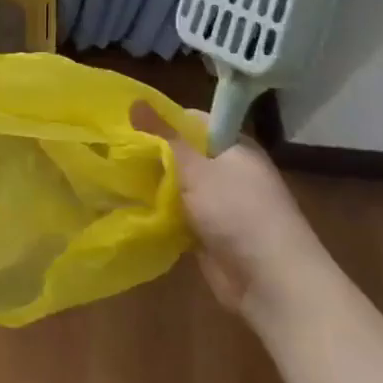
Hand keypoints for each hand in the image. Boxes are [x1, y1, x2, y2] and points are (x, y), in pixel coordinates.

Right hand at [130, 102, 326, 317]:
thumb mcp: (197, 167)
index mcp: (233, 146)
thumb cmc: (237, 211)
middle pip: (181, 153)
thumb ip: (163, 135)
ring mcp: (218, 203)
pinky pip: (176, 213)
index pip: (191, 121)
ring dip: (151, 184)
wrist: (271, 282)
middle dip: (150, 154)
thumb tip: (135, 101)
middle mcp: (227, 170)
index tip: (126, 124)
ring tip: (112, 176)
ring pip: (176, 185)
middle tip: (112, 151)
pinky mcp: (208, 232)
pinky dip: (158, 211)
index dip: (161, 120)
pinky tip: (128, 205)